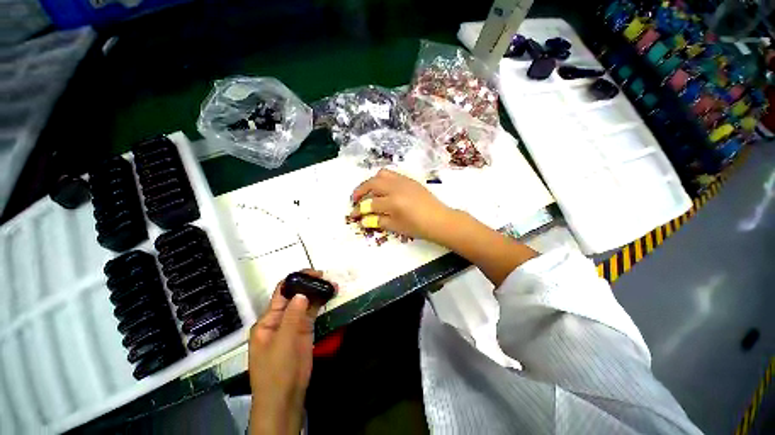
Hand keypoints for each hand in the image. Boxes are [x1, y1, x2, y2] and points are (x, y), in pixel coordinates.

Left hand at [248, 270, 335, 434]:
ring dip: (317, 293)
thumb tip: (301, 293)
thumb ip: (292, 316)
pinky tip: (329, 296)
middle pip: (295, 295)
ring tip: (332, 285)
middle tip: (326, 278)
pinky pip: (312, 313)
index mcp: (268, 320)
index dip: (296, 280)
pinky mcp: (304, 331)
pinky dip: (320, 303)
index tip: (313, 274)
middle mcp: (280, 319)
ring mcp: (293, 325)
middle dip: (309, 285)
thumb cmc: (278, 371)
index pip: (281, 293)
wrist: (285, 397)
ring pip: (305, 303)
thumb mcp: (283, 342)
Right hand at [350, 169, 455, 242]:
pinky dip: (383, 179)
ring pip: (382, 174)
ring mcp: (404, 181)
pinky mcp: (410, 180)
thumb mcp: (396, 226)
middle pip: (372, 183)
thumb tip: (363, 220)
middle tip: (355, 198)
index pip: (370, 204)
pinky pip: (392, 174)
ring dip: (371, 181)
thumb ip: (378, 221)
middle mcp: (396, 187)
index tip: (353, 214)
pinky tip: (384, 189)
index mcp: (393, 202)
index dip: (359, 210)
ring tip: (369, 191)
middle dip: (360, 190)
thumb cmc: (418, 227)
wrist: (439, 220)